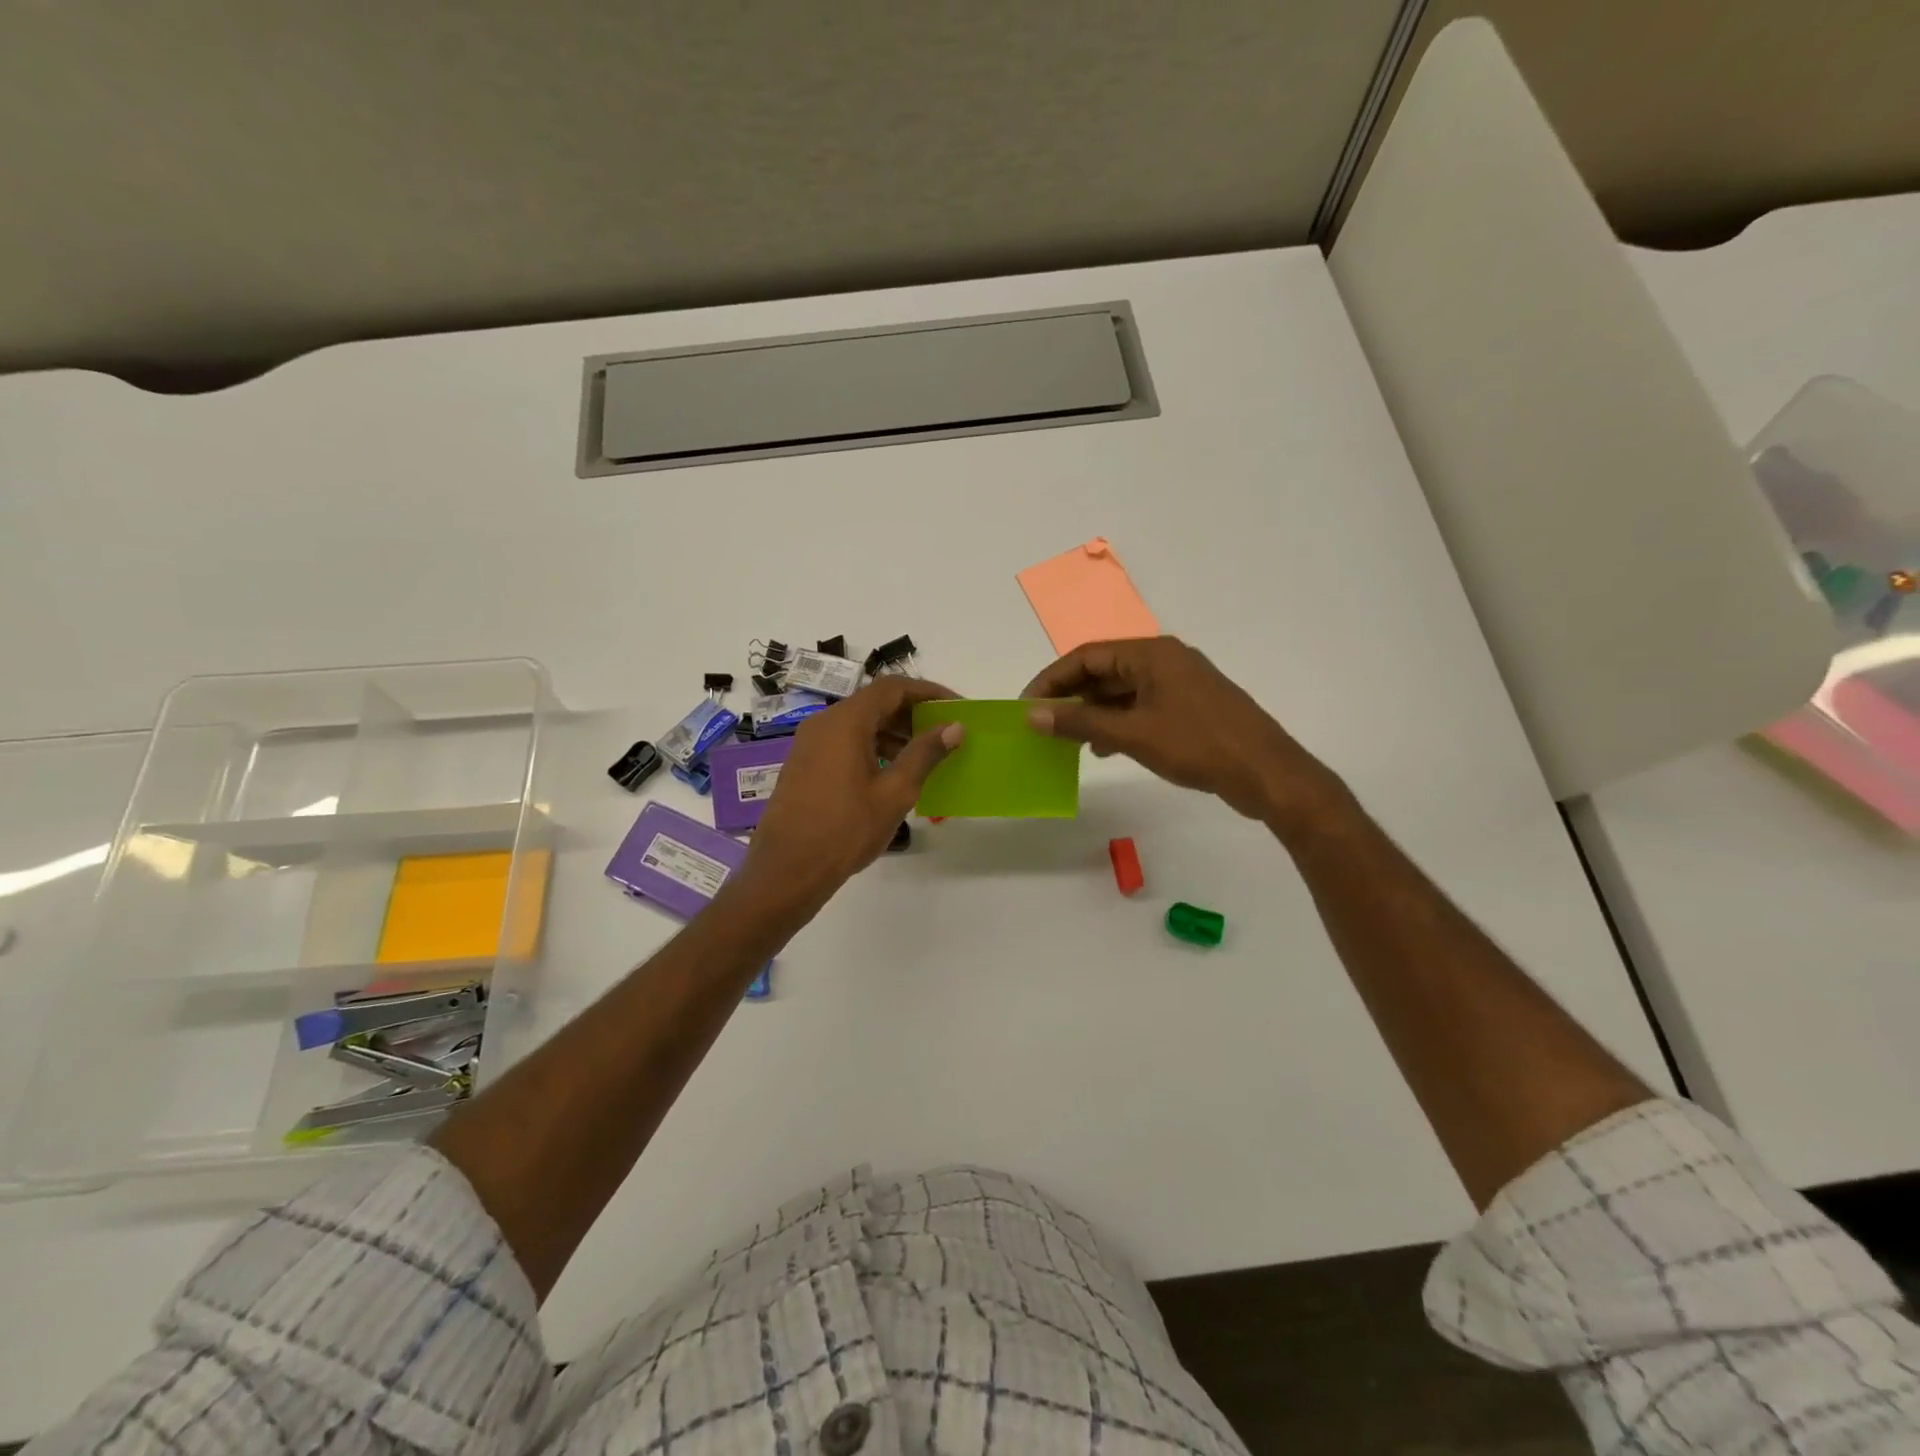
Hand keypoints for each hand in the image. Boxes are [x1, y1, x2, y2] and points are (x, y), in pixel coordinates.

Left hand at [736, 676, 962, 915]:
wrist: (787, 870)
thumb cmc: (845, 830)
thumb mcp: (894, 792)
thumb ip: (925, 754)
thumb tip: (954, 726)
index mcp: (846, 722)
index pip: (892, 688)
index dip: (928, 692)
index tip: (956, 706)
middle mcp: (824, 723)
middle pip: (874, 703)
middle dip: (912, 713)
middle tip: (945, 733)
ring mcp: (810, 743)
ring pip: (859, 723)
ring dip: (894, 732)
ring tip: (925, 756)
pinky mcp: (805, 764)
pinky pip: (844, 742)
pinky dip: (873, 746)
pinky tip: (892, 773)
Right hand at [1023, 637, 1342, 827]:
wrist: (1266, 772)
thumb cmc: (1197, 745)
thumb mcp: (1132, 733)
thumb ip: (1080, 722)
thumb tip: (1033, 714)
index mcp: (1151, 654)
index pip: (1087, 656)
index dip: (1052, 679)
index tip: (1027, 705)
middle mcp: (1164, 660)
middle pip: (1104, 670)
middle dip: (1071, 696)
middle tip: (1042, 723)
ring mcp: (1179, 684)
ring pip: (1122, 691)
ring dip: (1093, 712)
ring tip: (1066, 739)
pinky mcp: (1189, 708)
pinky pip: (1141, 707)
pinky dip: (1117, 723)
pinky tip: (1102, 748)